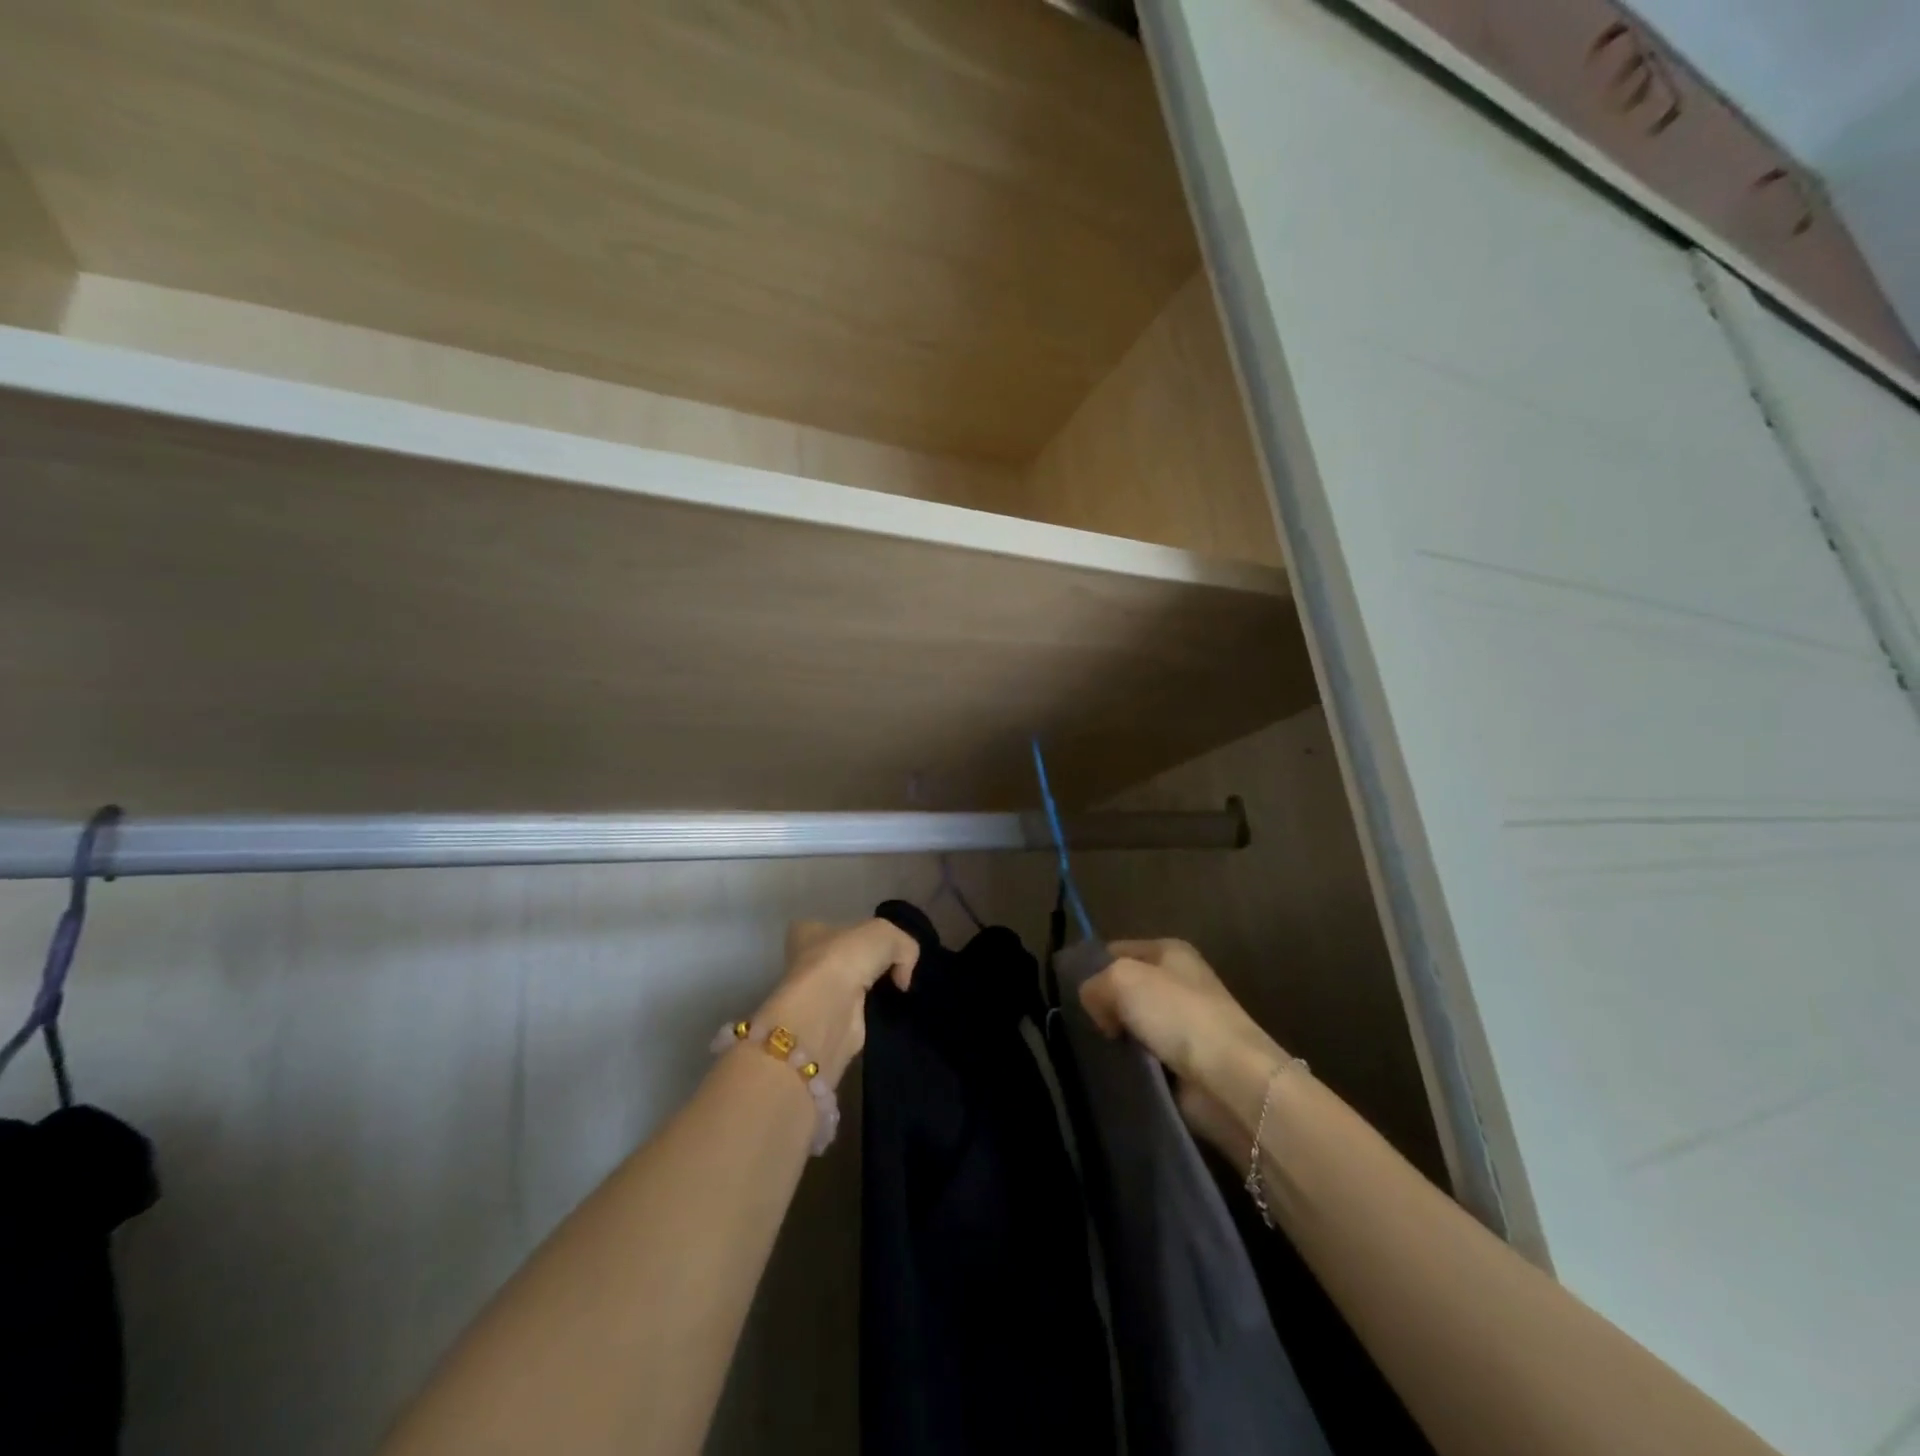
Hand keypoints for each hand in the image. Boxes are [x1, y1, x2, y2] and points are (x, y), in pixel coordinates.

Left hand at [751, 918, 919, 1087]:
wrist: (827, 1011)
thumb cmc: (845, 958)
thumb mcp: (885, 934)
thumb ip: (903, 947)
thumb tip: (902, 978)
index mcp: (808, 931)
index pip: (835, 927)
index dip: (860, 933)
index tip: (884, 945)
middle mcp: (806, 961)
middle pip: (844, 958)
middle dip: (866, 965)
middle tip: (895, 971)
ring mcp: (816, 995)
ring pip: (850, 987)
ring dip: (870, 993)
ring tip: (897, 994)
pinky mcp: (827, 1024)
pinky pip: (856, 1014)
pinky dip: (871, 1016)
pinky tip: (890, 1015)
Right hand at [1079, 939, 1289, 1156]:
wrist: (1229, 1077)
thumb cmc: (1177, 1014)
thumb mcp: (1121, 979)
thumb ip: (1094, 984)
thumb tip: (1098, 1009)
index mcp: (1169, 951)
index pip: (1115, 950)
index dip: (1091, 968)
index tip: (1070, 995)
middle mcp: (1179, 981)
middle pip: (1124, 989)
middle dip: (1103, 1006)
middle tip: (1082, 1026)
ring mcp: (1185, 1024)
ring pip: (1133, 1025)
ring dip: (1117, 1038)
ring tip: (1096, 1052)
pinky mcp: (1187, 1063)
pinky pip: (1146, 1058)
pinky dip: (1133, 1065)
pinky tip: (1118, 1071)